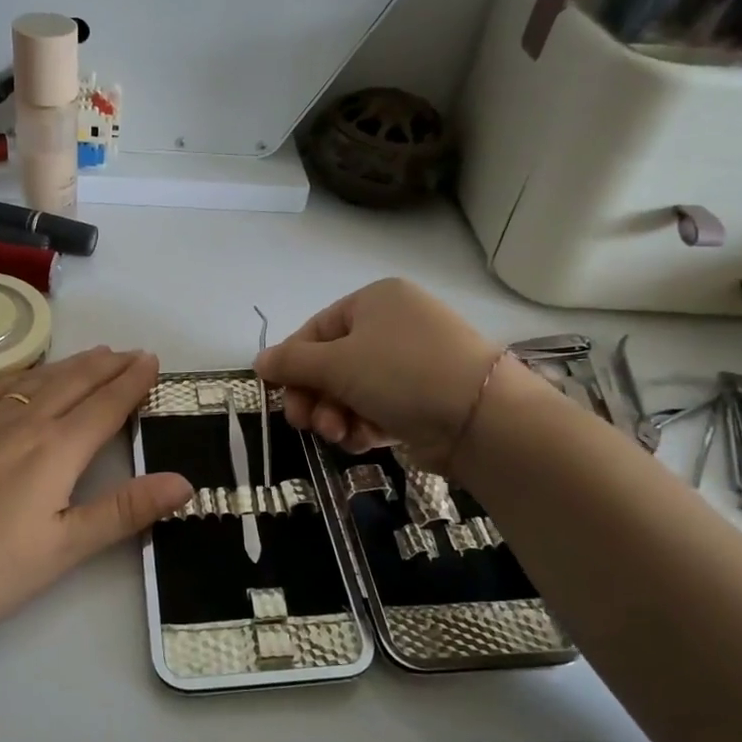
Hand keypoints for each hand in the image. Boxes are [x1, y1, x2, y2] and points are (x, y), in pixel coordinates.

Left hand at [0, 347, 191, 642]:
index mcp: (56, 449)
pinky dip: (23, 372)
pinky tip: (25, 373)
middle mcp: (23, 422)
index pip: (105, 405)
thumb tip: (185, 481)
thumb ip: (124, 511)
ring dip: (71, 364)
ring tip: (92, 353)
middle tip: (131, 351)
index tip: (152, 360)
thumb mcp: (63, 548)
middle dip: (108, 365)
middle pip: (75, 383)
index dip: (132, 382)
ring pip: (37, 379)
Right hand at [256, 279, 531, 470]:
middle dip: (316, 397)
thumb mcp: (337, 363)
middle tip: (306, 424)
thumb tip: (260, 361)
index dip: (293, 364)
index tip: (280, 396)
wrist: (481, 416)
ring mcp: (412, 362)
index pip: (316, 330)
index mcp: (374, 301)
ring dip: (337, 415)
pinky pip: (379, 407)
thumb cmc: (400, 373)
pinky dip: (365, 424)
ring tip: (339, 435)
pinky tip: (364, 440)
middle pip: (333, 363)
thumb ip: (292, 362)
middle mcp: (394, 325)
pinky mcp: (425, 397)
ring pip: (354, 390)